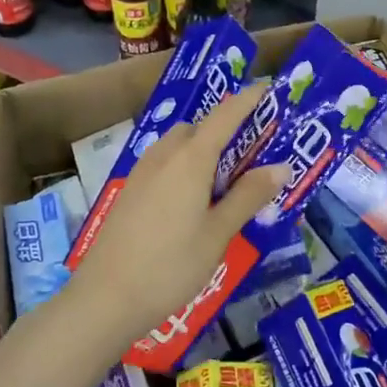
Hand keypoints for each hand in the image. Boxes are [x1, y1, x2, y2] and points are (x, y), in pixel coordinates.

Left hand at [61, 85, 288, 359]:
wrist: (106, 299)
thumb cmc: (171, 265)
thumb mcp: (218, 233)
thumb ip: (248, 196)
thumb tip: (281, 166)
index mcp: (190, 159)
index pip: (225, 116)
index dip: (248, 100)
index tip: (268, 88)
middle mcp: (164, 156)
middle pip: (198, 128)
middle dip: (224, 130)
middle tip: (252, 154)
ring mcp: (141, 174)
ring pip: (177, 146)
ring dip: (202, 150)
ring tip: (225, 181)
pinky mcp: (129, 193)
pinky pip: (163, 165)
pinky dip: (184, 167)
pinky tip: (192, 201)